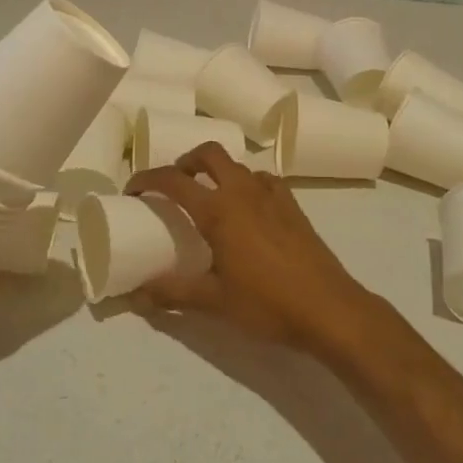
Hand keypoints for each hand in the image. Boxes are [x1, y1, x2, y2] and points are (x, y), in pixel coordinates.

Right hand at [123, 142, 369, 351]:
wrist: (330, 308)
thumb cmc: (268, 303)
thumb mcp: (214, 302)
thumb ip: (172, 294)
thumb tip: (135, 295)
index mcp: (219, 210)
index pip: (173, 180)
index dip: (147, 179)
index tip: (133, 190)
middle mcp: (244, 192)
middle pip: (209, 154)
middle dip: (186, 161)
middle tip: (174, 183)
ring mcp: (272, 195)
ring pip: (238, 165)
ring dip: (217, 172)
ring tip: (208, 198)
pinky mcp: (293, 205)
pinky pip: (263, 180)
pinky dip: (246, 184)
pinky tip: (247, 210)